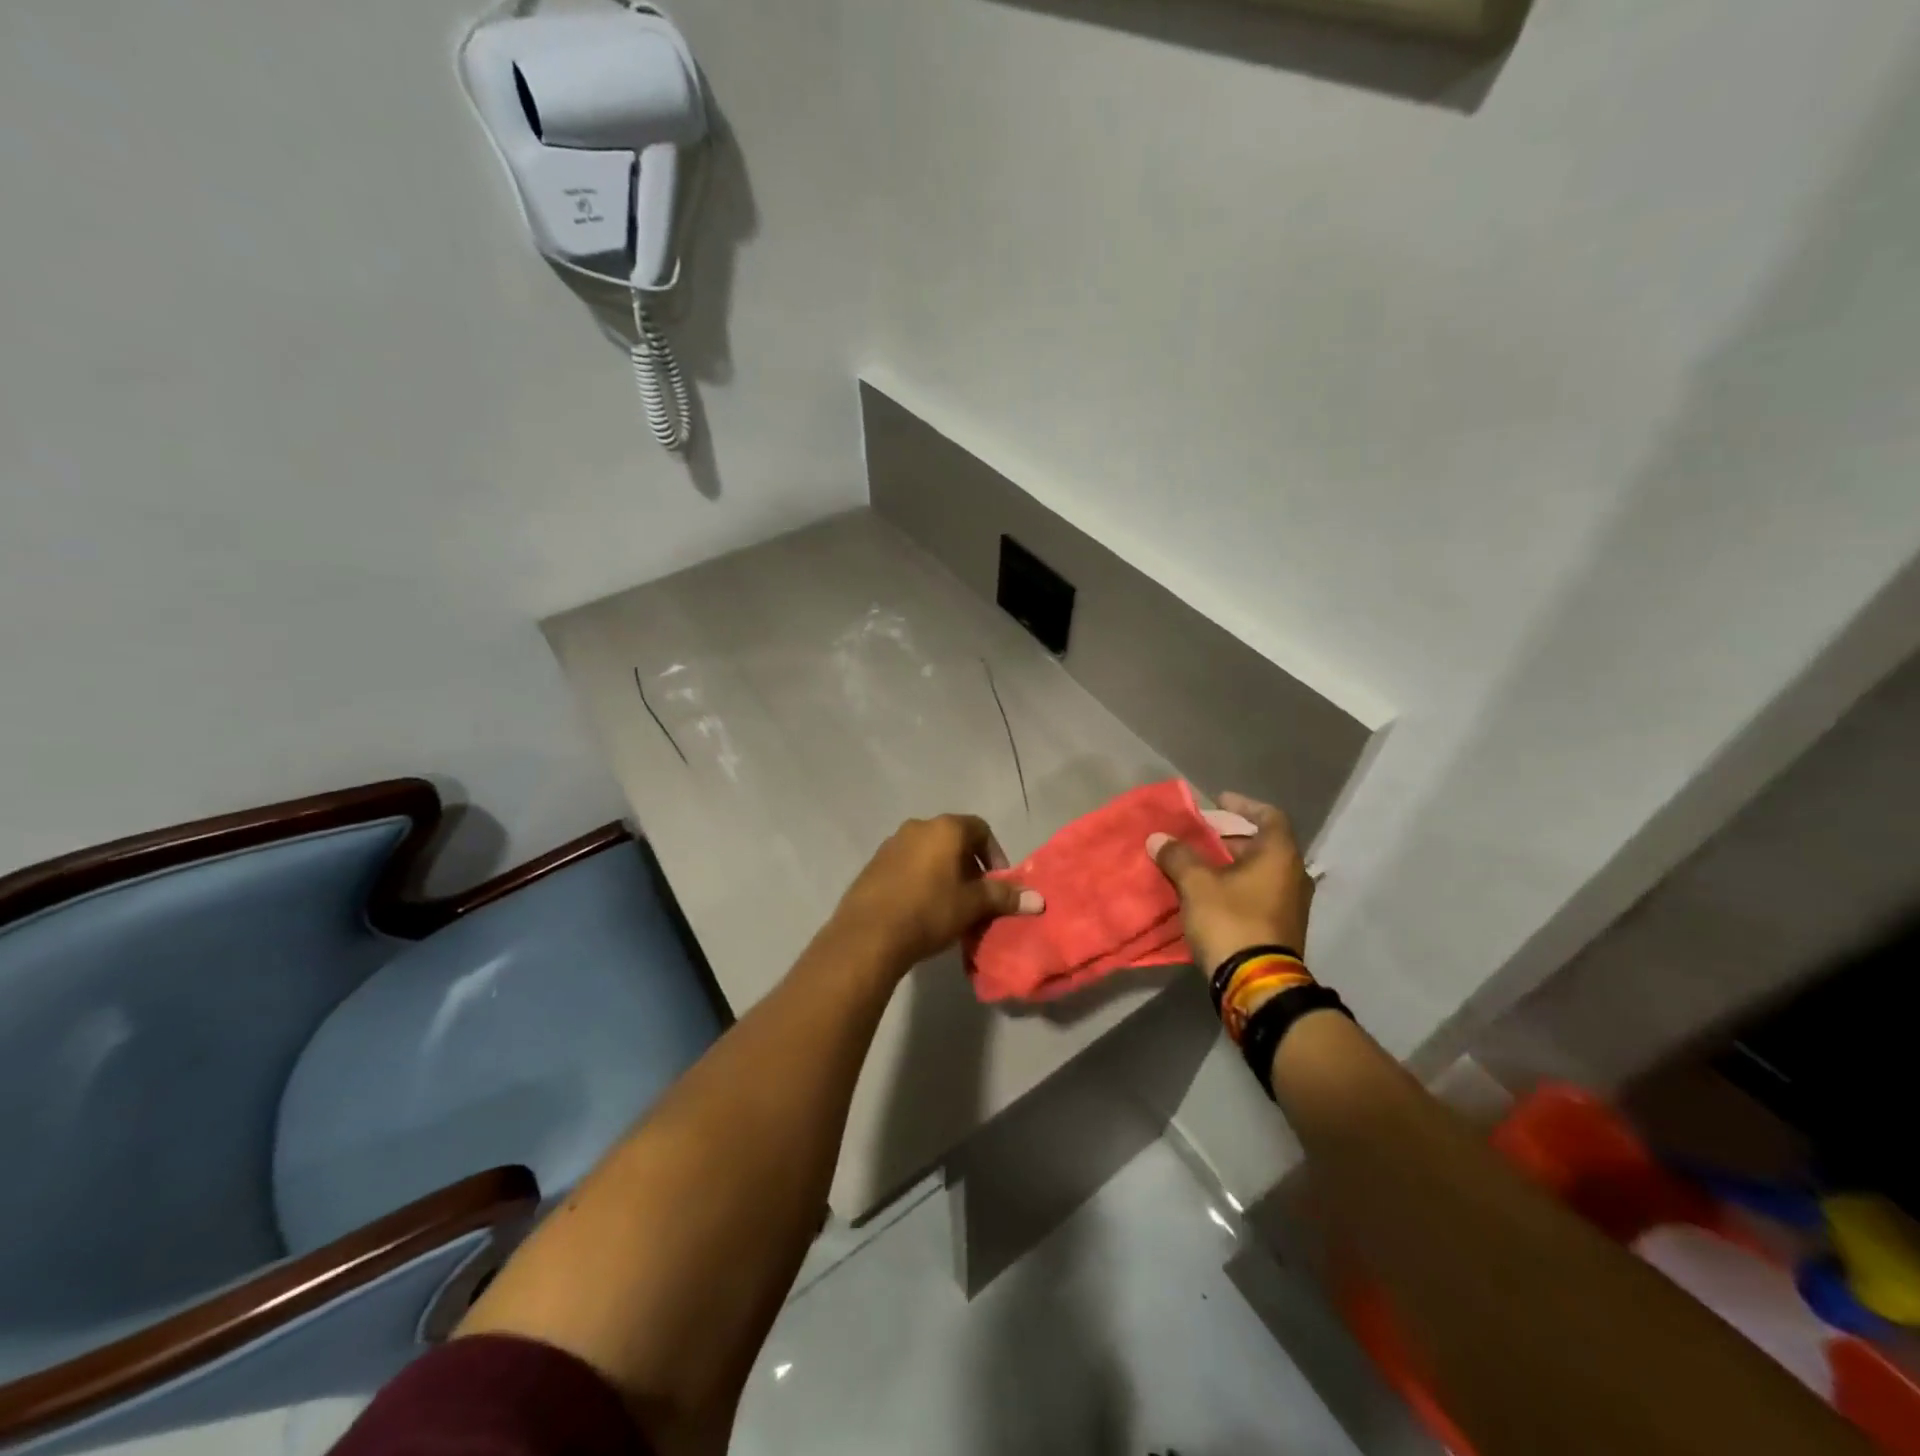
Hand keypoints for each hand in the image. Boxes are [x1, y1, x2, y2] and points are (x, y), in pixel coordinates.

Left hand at [830, 815, 1042, 976]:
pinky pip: (906, 866)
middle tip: (976, 897)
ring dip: (943, 873)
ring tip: (949, 906)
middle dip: (969, 866)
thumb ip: (1005, 897)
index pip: (981, 829)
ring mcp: (891, 844)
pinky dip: (919, 880)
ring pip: (928, 853)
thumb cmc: (930, 911)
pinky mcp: (874, 864)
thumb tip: (1039, 899)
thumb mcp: (973, 905)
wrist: (868, 933)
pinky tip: (920, 909)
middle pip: (953, 840)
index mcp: (945, 828)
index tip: (997, 883)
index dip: (994, 854)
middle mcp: (918, 827)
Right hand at [1148, 791, 1313, 976]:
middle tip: (1197, 834)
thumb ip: (1178, 856)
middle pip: (1261, 843)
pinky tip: (1207, 891)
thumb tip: (1158, 839)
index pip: (1268, 816)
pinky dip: (1234, 884)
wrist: (1257, 983)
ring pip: (1258, 870)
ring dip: (1229, 863)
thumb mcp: (1197, 884)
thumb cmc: (1231, 921)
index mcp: (1279, 855)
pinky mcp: (1280, 927)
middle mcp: (1292, 875)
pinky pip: (1257, 892)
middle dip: (1227, 836)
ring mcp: (1290, 904)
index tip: (1217, 802)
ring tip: (1196, 862)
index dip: (1242, 805)